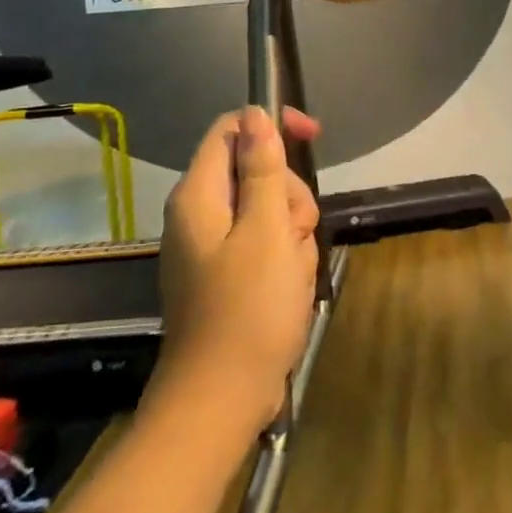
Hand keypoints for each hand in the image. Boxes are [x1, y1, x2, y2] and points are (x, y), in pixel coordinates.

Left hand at [154, 105, 320, 424]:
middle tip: (294, 233)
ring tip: (292, 271)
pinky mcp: (227, 273)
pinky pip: (266, 244)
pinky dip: (285, 258)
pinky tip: (289, 287)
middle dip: (288, 196)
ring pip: (269, 210)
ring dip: (293, 232)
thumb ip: (263, 168)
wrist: (223, 398)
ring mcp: (213, 246)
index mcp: (200, 195)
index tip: (312, 136)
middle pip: (257, 172)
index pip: (232, 129)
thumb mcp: (266, 229)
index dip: (272, 125)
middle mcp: (200, 214)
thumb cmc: (248, 309)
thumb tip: (254, 114)